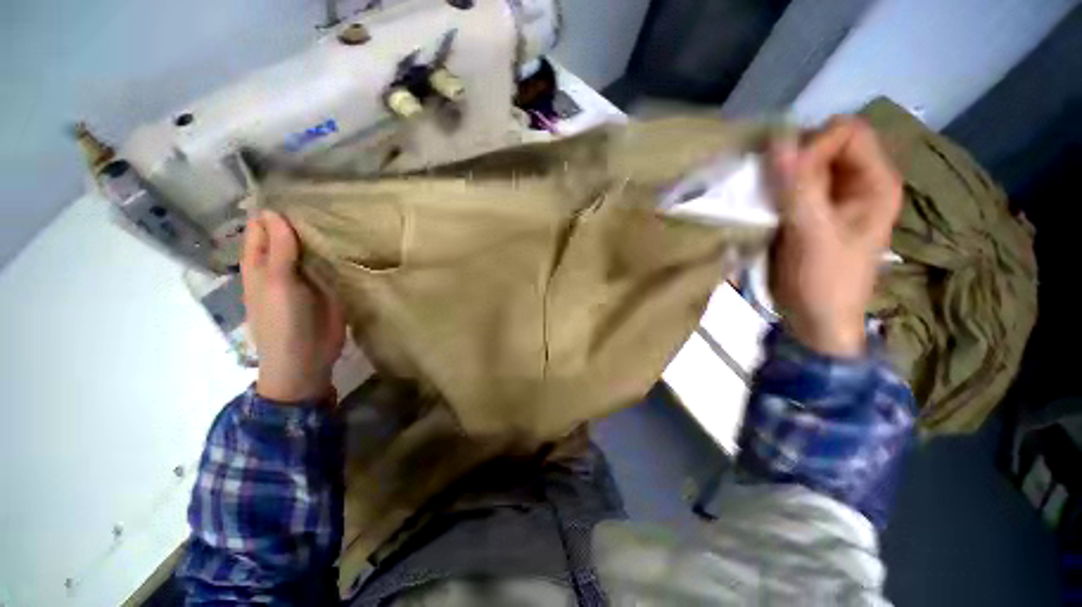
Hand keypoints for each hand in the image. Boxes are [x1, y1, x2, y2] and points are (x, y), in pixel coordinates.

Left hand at [241, 210, 345, 403]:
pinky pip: (332, 265)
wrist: (307, 358)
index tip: (295, 187)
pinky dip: (339, 253)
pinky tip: (354, 240)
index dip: (273, 209)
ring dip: (324, 235)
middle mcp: (283, 266)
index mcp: (261, 264)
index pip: (262, 227)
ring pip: (314, 249)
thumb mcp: (276, 284)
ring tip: (345, 212)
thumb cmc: (282, 322)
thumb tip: (274, 212)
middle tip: (328, 196)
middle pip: (291, 235)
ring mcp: (308, 277)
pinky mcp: (330, 287)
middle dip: (304, 219)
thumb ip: (279, 250)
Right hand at [768, 117, 901, 356]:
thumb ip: (798, 186)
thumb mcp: (813, 233)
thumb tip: (778, 137)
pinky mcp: (811, 210)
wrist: (815, 317)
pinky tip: (764, 203)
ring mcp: (834, 195)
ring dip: (781, 174)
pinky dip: (775, 188)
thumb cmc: (824, 279)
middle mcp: (858, 181)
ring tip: (764, 196)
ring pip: (806, 163)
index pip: (847, 132)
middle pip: (826, 143)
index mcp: (876, 181)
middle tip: (772, 187)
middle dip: (795, 157)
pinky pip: (792, 184)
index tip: (786, 176)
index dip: (814, 144)